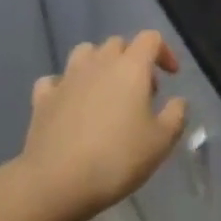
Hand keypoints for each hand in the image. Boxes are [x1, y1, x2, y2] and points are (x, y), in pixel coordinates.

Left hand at [21, 32, 187, 220]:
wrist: (57, 181)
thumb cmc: (117, 158)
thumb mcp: (161, 142)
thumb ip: (175, 115)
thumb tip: (178, 101)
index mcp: (130, 67)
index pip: (150, 39)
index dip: (164, 52)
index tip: (171, 76)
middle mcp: (98, 63)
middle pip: (118, 43)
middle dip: (132, 59)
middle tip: (141, 91)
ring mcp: (67, 78)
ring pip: (85, 53)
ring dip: (99, 64)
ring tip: (106, 92)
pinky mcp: (43, 98)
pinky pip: (55, 80)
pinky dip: (65, 86)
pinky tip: (70, 104)